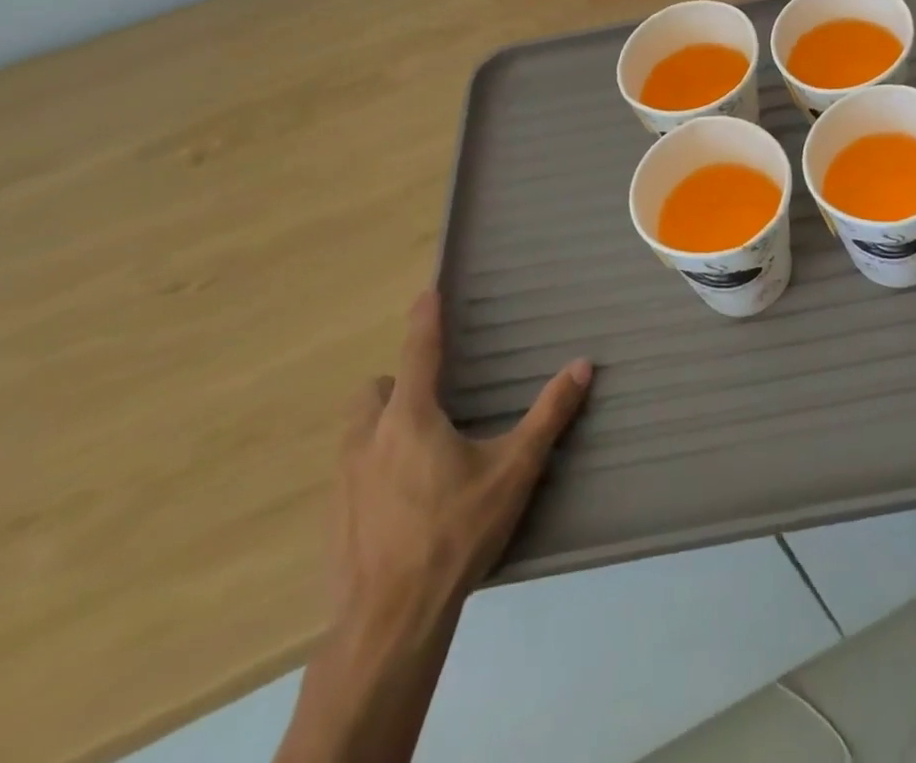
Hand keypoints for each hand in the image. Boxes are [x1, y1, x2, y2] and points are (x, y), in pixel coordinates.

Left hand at [332, 290, 592, 628]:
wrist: (388, 623)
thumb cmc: (454, 533)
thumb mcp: (513, 471)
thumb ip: (548, 415)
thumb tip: (582, 365)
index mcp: (410, 418)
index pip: (418, 351)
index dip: (424, 318)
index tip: (426, 291)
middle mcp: (368, 439)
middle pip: (374, 391)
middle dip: (398, 385)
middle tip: (434, 402)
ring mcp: (343, 482)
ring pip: (356, 431)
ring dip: (381, 425)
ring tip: (419, 449)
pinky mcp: (333, 519)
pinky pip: (349, 472)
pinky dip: (372, 467)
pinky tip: (402, 502)